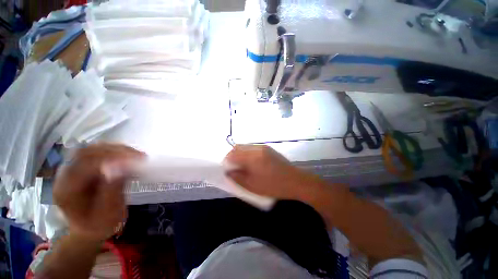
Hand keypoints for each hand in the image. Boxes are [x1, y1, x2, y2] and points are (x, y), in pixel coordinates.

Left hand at [53, 143, 144, 241]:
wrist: (89, 229)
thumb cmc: (99, 226)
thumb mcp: (108, 214)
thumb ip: (113, 190)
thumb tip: (121, 167)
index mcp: (66, 191)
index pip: (86, 165)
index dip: (113, 158)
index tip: (138, 159)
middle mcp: (65, 176)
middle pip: (87, 153)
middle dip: (116, 151)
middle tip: (139, 156)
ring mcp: (72, 170)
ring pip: (93, 149)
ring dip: (117, 150)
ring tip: (137, 155)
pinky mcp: (82, 167)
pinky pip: (98, 153)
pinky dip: (115, 152)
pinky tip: (128, 157)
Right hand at [225, 145, 316, 199]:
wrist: (296, 181)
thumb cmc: (274, 186)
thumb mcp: (253, 186)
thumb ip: (237, 177)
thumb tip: (228, 171)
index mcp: (252, 156)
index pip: (233, 153)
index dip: (227, 161)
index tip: (227, 170)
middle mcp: (257, 148)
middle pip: (238, 147)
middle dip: (232, 156)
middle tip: (234, 168)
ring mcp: (264, 147)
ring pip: (245, 147)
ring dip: (240, 154)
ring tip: (242, 166)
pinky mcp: (268, 149)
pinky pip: (253, 148)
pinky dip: (248, 154)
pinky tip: (252, 164)